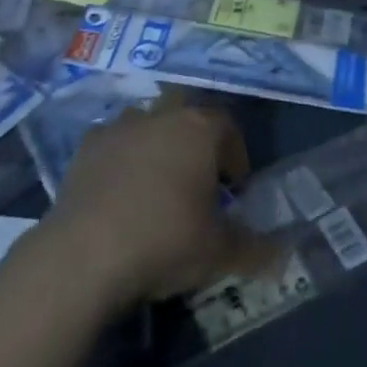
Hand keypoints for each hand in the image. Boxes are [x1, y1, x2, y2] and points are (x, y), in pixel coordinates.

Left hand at [43, 94, 270, 308]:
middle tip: (196, 176)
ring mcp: (119, 127)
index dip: (235, 155)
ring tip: (156, 183)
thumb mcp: (218, 253)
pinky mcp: (85, 148)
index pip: (228, 127)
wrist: (83, 255)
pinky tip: (117, 192)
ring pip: (146, 121)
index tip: (234, 189)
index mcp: (199, 129)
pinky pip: (111, 142)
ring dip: (155, 142)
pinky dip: (119, 158)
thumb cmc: (164, 241)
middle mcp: (161, 116)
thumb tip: (283, 256)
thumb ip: (254, 249)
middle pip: (185, 110)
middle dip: (194, 136)